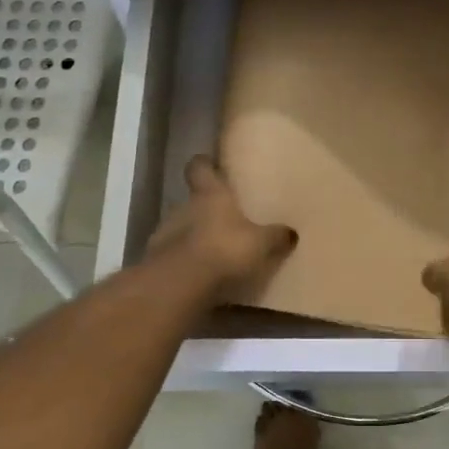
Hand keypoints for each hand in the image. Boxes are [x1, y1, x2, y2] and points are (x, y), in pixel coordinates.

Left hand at [146, 157, 297, 303]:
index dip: (204, 165)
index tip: (209, 164)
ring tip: (213, 252)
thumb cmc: (224, 249)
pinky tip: (200, 277)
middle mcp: (183, 207)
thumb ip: (276, 237)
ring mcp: (164, 234)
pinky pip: (173, 257)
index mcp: (209, 194)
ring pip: (180, 229)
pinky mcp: (156, 262)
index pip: (199, 168)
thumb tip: (292, 232)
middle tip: (224, 219)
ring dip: (193, 237)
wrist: (179, 284)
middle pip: (191, 201)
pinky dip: (185, 263)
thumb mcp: (261, 243)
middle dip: (204, 209)